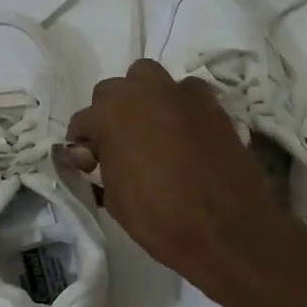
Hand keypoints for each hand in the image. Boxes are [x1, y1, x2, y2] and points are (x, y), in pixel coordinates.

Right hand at [68, 60, 289, 285]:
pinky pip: (185, 93)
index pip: (82, 120)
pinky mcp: (211, 103)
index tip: (89, 164)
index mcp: (110, 114)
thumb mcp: (113, 198)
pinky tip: (183, 133)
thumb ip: (100, 166)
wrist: (225, 228)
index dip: (82, 144)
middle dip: (110, 113)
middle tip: (118, 145)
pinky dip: (178, 106)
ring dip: (143, 98)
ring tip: (150, 130)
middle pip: (113, 90)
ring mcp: (181, 93)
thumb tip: (94, 154)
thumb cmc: (159, 217)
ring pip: (149, 78)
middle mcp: (142, 91)